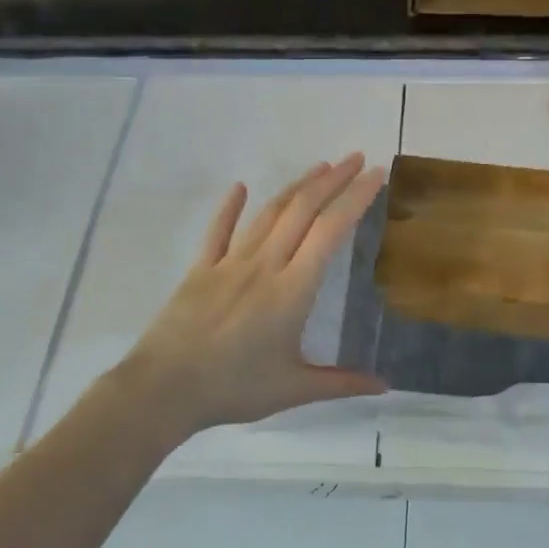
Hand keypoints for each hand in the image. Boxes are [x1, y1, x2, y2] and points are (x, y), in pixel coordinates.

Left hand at [113, 153, 387, 433]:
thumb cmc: (234, 388)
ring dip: (297, 186)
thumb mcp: (293, 389)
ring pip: (269, 213)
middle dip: (333, 180)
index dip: (355, 198)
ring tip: (320, 167)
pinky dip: (230, 207)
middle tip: (356, 157)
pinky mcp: (200, 269)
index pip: (331, 231)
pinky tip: (239, 187)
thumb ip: (341, 382)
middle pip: (303, 210)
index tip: (375, 175)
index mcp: (293, 289)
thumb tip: (385, 385)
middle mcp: (265, 264)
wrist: (163, 390)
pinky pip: (219, 231)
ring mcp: (229, 263)